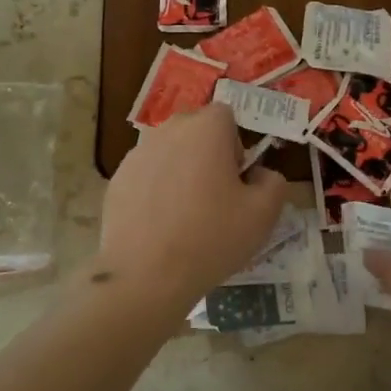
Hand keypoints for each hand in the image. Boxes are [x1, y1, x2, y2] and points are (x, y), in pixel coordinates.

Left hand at [98, 105, 286, 315]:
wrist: (146, 276)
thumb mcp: (263, 214)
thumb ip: (273, 182)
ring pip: (169, 152)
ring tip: (186, 214)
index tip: (236, 179)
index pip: (226, 115)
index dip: (235, 144)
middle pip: (195, 129)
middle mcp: (168, 130)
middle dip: (208, 153)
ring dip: (181, 170)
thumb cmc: (211, 238)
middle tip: (215, 196)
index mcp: (205, 129)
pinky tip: (160, 225)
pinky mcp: (117, 179)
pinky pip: (147, 174)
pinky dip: (156, 190)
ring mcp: (137, 154)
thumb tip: (260, 174)